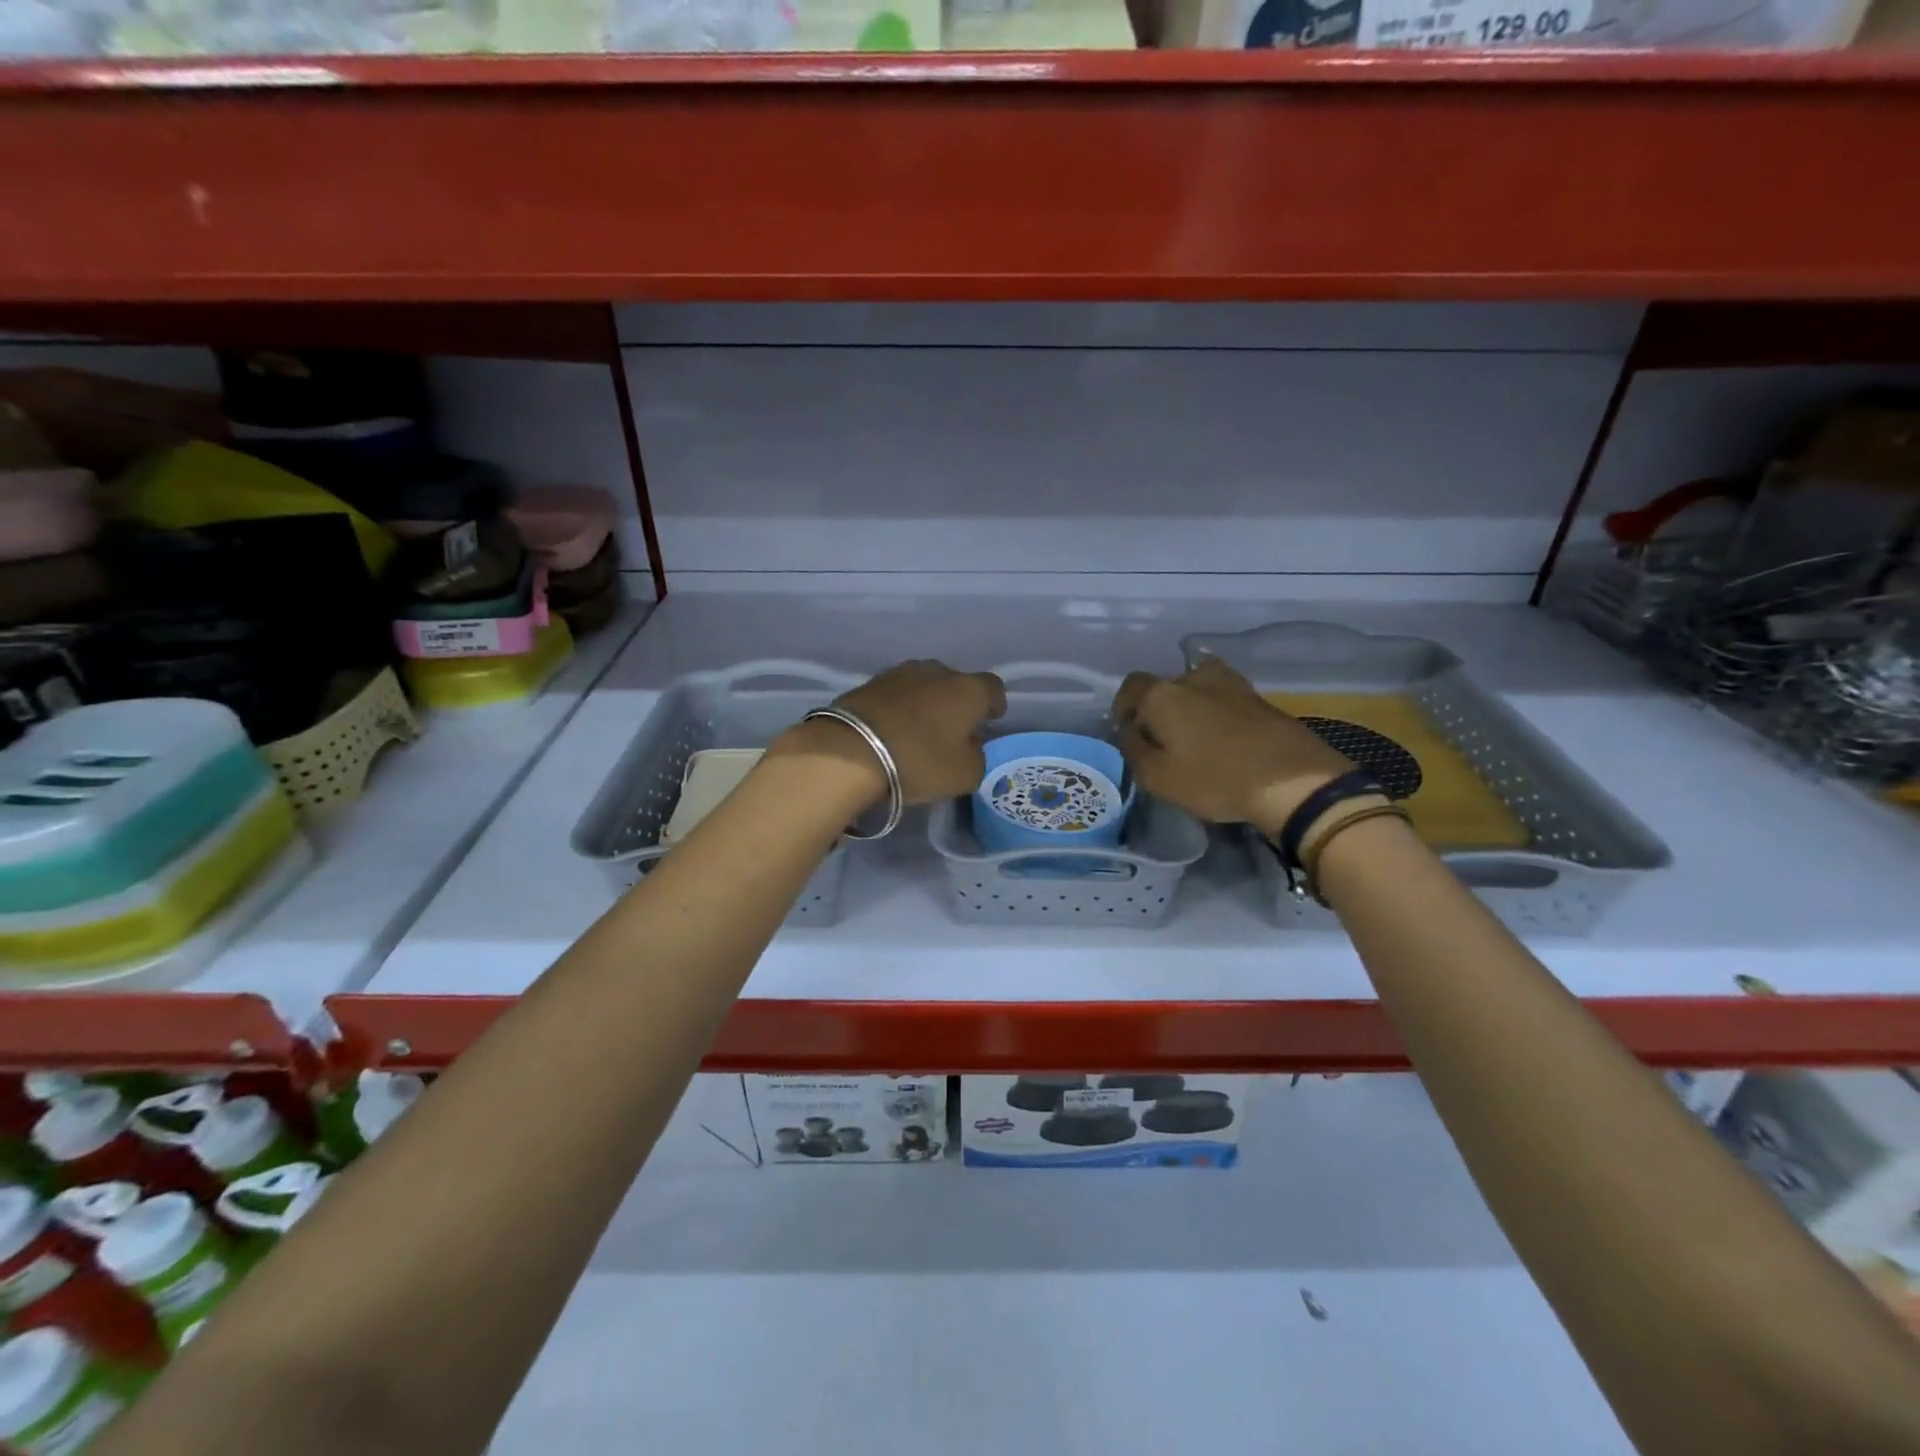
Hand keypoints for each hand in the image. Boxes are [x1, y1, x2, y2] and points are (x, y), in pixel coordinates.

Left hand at [771, 660, 1006, 806]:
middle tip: (952, 731)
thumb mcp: (964, 775)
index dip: (994, 705)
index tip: (989, 721)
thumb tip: (970, 746)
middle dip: (957, 703)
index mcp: (968, 689)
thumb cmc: (918, 760)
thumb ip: (977, 758)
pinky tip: (893, 729)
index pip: (994, 688)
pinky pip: (896, 694)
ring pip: (924, 685)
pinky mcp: (869, 682)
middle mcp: (937, 671)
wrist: (849, 749)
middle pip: (956, 683)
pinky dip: (899, 708)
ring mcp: (900, 673)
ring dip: (926, 703)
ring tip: (919, 730)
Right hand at [1114, 659, 1352, 836]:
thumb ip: (1133, 749)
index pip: (1130, 687)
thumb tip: (1130, 730)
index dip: (1124, 708)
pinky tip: (1224, 740)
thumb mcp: (1157, 777)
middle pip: (1165, 687)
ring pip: (1197, 690)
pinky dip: (1218, 715)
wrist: (1293, 780)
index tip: (1131, 734)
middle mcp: (1194, 678)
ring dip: (1191, 709)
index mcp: (1162, 694)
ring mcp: (1231, 684)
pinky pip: (1224, 700)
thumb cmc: (1214, 779)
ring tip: (1197, 740)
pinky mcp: (1259, 698)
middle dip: (1159, 710)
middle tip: (1165, 743)